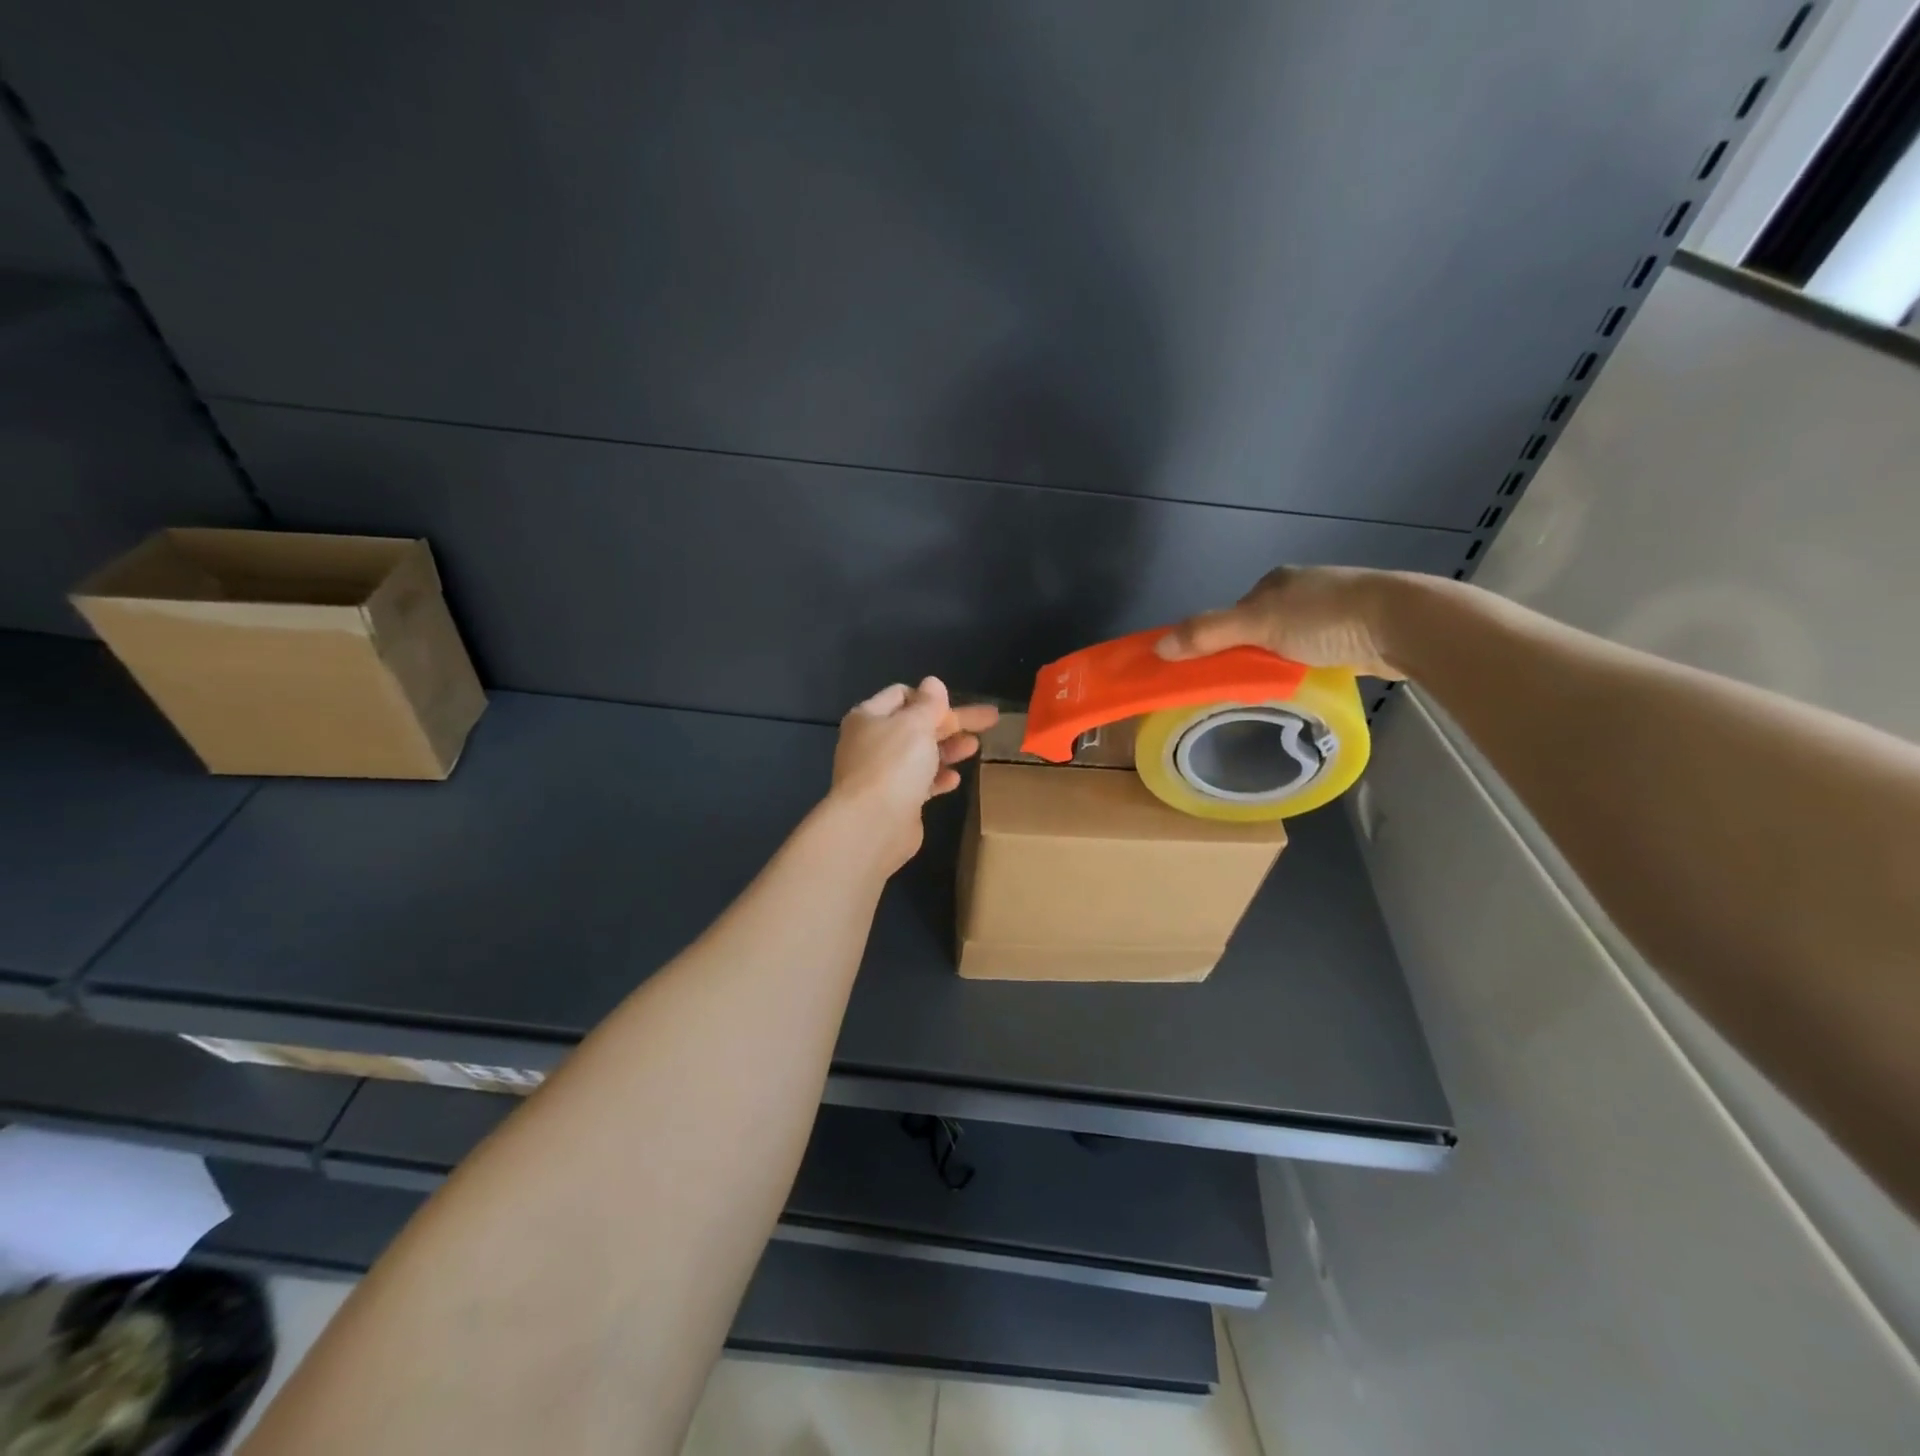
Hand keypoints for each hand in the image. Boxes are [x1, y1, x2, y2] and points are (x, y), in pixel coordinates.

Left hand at [832, 677, 998, 870]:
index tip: (956, 704)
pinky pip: (920, 782)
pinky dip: (937, 777)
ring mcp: (882, 773)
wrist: (873, 825)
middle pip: (917, 725)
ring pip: (920, 754)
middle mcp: (872, 742)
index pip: (902, 695)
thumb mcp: (915, 724)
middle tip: (989, 720)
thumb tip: (932, 683)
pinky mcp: (894, 800)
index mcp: (869, 717)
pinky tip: (955, 779)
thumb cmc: (894, 764)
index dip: (930, 697)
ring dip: (948, 748)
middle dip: (951, 722)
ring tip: (975, 747)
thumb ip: (928, 703)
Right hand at [1155, 565, 1406, 679]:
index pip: (1234, 613)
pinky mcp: (1355, 634)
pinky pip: (1315, 654)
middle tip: (1243, 685)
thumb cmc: (1326, 617)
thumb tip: (1158, 647)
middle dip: (1249, 654)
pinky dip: (1306, 668)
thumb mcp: (1258, 624)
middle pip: (1259, 629)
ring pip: (1289, 643)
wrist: (1402, 624)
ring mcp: (1332, 612)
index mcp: (1277, 581)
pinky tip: (1307, 683)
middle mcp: (1302, 591)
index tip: (1214, 669)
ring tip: (1275, 688)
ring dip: (1279, 663)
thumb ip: (1208, 633)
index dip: (1219, 640)